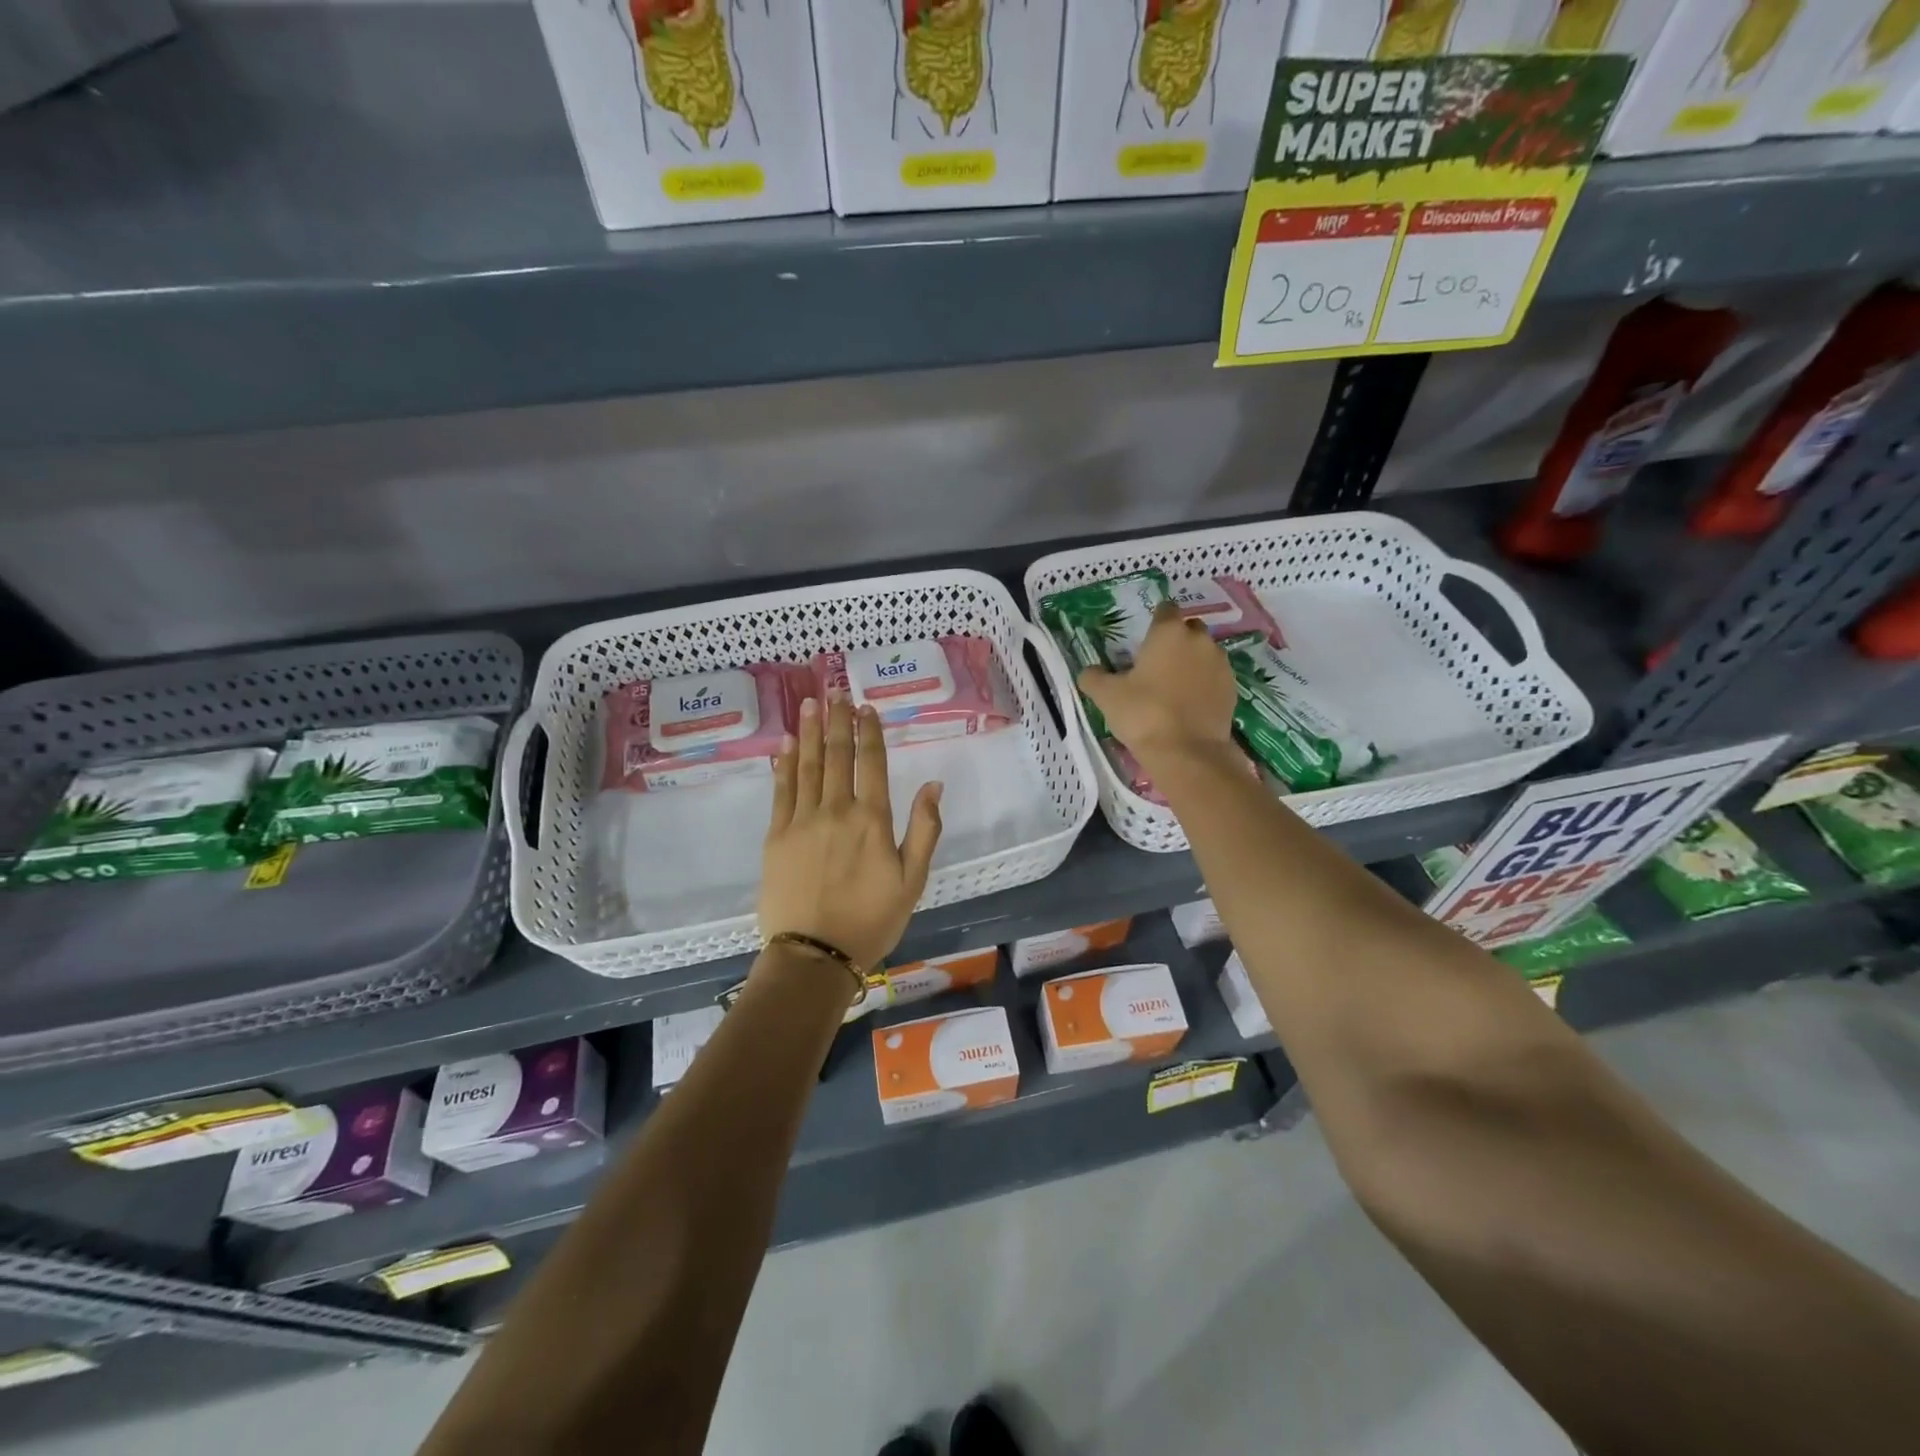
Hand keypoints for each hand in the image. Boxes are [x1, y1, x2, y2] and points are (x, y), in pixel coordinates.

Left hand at [759, 693, 943, 969]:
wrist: (815, 955)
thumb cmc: (872, 920)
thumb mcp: (913, 880)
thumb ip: (925, 829)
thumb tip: (933, 784)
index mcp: (872, 819)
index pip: (871, 763)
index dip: (869, 732)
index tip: (865, 707)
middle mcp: (837, 810)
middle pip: (838, 755)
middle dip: (837, 720)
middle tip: (834, 690)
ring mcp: (802, 820)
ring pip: (808, 765)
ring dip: (811, 731)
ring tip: (810, 703)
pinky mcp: (776, 835)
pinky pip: (781, 790)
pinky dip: (785, 764)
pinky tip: (787, 744)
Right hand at [1078, 603, 1237, 766]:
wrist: (1187, 752)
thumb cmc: (1143, 714)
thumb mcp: (1106, 695)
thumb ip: (1094, 677)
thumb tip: (1088, 671)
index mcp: (1168, 632)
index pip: (1165, 609)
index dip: (1155, 620)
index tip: (1144, 637)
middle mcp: (1199, 640)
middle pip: (1189, 629)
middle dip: (1176, 640)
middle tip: (1156, 663)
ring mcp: (1220, 664)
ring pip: (1205, 653)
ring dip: (1192, 662)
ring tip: (1173, 686)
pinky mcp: (1232, 689)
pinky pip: (1215, 677)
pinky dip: (1204, 684)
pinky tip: (1189, 703)